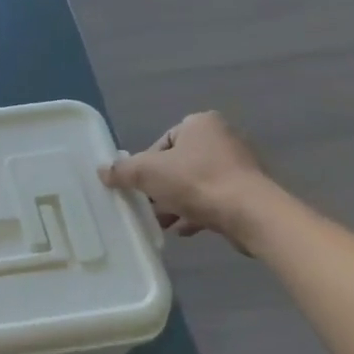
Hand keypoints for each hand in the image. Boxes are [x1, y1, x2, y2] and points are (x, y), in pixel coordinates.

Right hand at [99, 112, 271, 253]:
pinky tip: (186, 230)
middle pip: (178, 165)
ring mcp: (240, 165)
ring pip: (196, 184)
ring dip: (177, 203)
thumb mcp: (147, 173)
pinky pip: (215, 199)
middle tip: (148, 207)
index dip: (146, 165)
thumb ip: (123, 171)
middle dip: (161, 188)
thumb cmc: (196, 182)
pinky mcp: (249, 191)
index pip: (162, 142)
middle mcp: (223, 138)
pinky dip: (198, 212)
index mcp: (200, 123)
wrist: (250, 213)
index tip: (139, 187)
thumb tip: (103, 171)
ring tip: (164, 223)